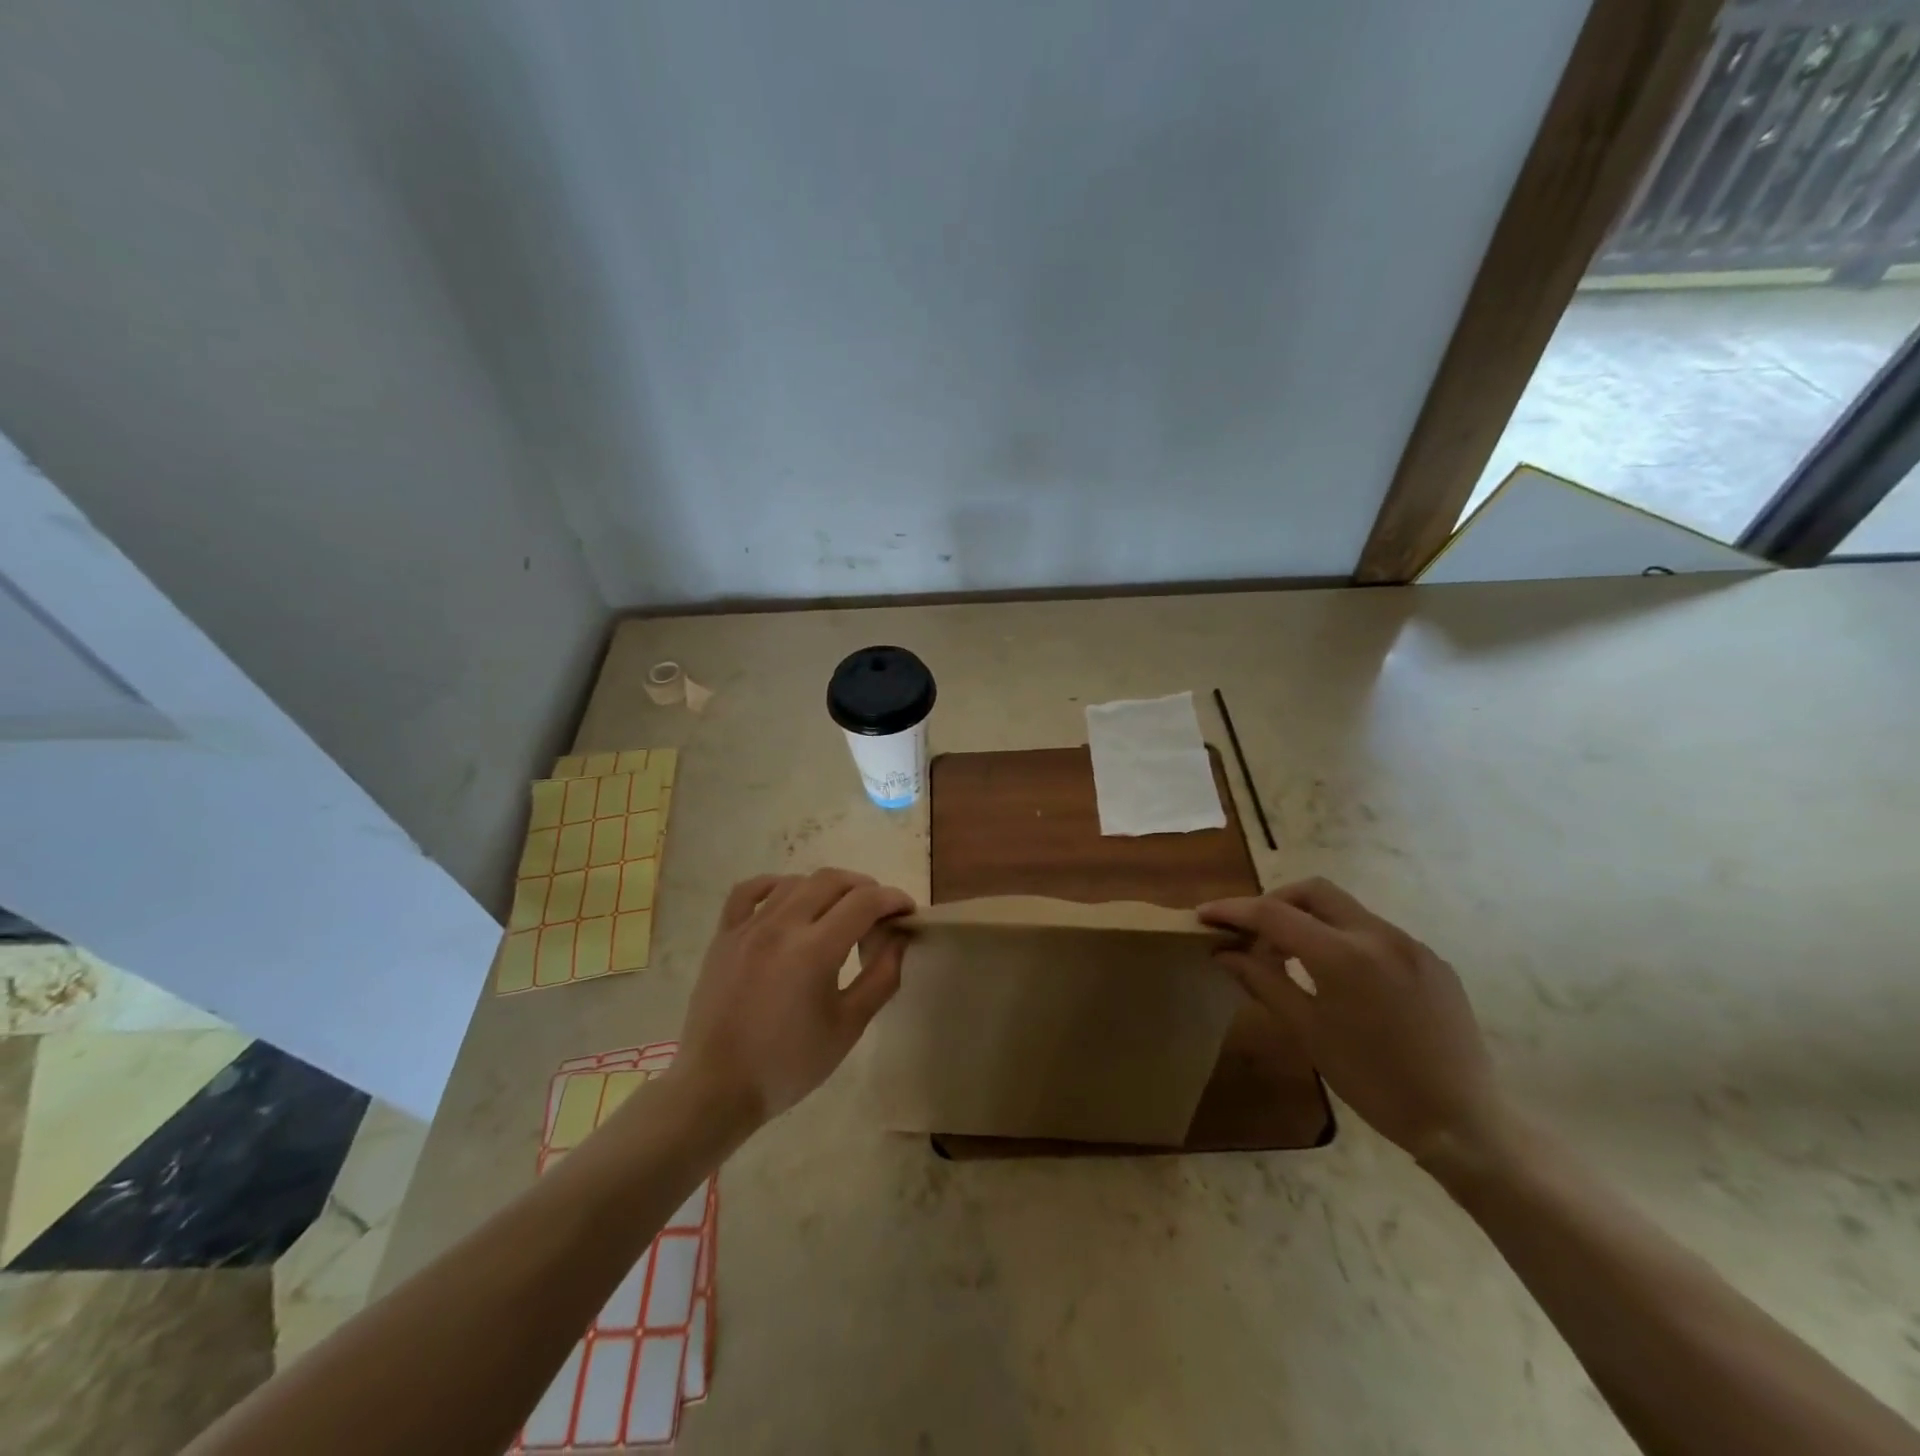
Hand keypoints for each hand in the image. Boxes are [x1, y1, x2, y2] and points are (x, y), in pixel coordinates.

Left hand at [673, 868, 913, 1128]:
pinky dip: (775, 885)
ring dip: (826, 887)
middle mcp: (781, 926)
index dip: (893, 899)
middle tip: (879, 912)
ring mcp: (748, 927)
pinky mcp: (724, 936)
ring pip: (796, 882)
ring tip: (839, 911)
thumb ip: (881, 977)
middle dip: (865, 888)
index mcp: (814, 950)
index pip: (865, 902)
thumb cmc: (789, 1064)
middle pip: (833, 881)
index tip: (907, 912)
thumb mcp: (848, 1027)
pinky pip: (749, 891)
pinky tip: (789, 897)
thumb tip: (898, 938)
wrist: (717, 1088)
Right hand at [1199, 877, 1503, 1162]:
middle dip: (1274, 901)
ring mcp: (1411, 945)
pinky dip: (1343, 939)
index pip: (1274, 914)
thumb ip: (1263, 981)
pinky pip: (1375, 932)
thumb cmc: (1374, 1082)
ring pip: (1345, 909)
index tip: (1204, 915)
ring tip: (1290, 958)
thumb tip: (1224, 953)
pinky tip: (1339, 977)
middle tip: (1251, 933)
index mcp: (1343, 955)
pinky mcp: (1432, 960)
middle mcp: (1379, 935)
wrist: (1464, 1122)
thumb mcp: (1308, 1032)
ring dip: (1309, 920)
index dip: (1234, 910)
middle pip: (1313, 891)